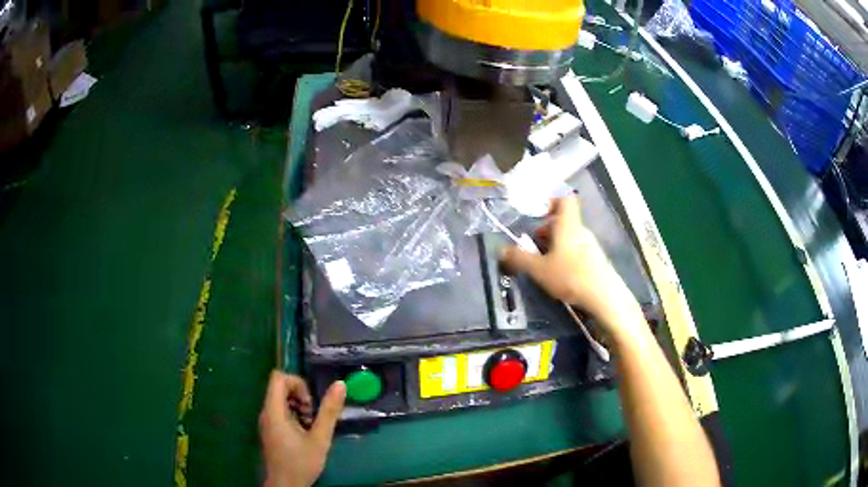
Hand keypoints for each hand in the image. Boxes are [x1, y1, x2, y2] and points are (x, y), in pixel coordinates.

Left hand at [259, 370, 345, 486]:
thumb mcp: (320, 438)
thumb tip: (340, 384)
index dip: (297, 382)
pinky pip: (280, 412)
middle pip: (279, 388)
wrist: (285, 485)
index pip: (278, 378)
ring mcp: (267, 421)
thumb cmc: (301, 462)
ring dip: (299, 407)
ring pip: (281, 400)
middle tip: (314, 416)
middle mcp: (266, 412)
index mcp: (274, 411)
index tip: (311, 402)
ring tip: (312, 426)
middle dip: (300, 396)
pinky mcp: (270, 430)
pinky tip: (305, 433)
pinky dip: (294, 416)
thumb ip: (329, 412)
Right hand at [500, 197, 642, 338]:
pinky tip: (559, 276)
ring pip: (568, 237)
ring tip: (542, 265)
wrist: (605, 297)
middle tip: (531, 247)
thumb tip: (501, 250)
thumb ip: (519, 258)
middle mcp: (581, 231)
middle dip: (545, 231)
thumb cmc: (571, 277)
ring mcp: (591, 246)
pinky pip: (576, 250)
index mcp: (568, 225)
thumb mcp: (539, 270)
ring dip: (553, 246)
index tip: (536, 214)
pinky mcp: (596, 261)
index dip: (550, 201)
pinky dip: (565, 257)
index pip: (564, 199)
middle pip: (562, 221)